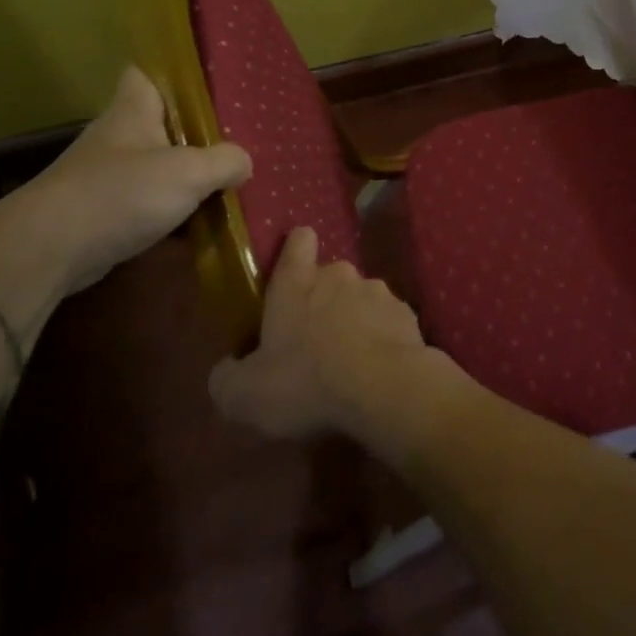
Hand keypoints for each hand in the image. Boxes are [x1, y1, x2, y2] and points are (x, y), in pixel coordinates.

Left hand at [0, 66, 251, 304]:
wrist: (48, 250)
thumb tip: (244, 163)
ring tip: (226, 179)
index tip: (206, 83)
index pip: (146, 73)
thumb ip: (225, 161)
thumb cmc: (120, 194)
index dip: (173, 73)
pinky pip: (145, 201)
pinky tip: (199, 220)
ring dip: (183, 173)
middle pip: (159, 122)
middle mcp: (116, 137)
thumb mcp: (189, 172)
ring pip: (154, 164)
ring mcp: (104, 176)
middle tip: (234, 137)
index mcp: (133, 110)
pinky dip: (169, 209)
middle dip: (193, 130)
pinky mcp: (101, 212)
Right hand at [208, 227, 440, 444]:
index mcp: (296, 283)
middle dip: (322, 302)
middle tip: (313, 343)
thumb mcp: (244, 395)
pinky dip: (382, 340)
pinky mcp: (408, 315)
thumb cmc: (306, 382)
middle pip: (329, 277)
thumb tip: (229, 367)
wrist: (384, 389)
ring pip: (361, 300)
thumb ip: (227, 377)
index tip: (293, 268)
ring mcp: (379, 292)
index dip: (295, 249)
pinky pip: (388, 323)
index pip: (298, 241)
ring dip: (354, 322)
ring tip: (348, 364)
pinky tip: (376, 372)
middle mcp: (339, 276)